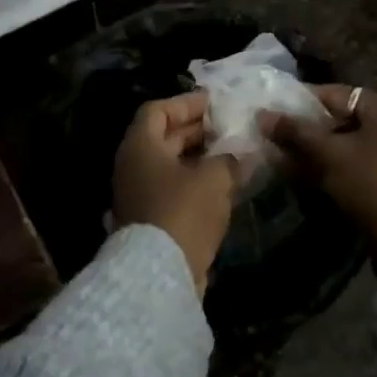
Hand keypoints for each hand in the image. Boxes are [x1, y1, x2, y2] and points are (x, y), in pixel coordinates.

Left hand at [111, 92, 241, 292]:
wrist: (159, 273)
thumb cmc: (183, 211)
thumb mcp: (214, 178)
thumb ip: (230, 159)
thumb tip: (242, 153)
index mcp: (140, 146)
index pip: (158, 110)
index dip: (186, 103)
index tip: (213, 102)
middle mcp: (133, 166)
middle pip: (163, 137)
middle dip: (196, 131)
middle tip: (228, 126)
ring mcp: (139, 194)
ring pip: (170, 166)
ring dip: (200, 158)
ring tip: (232, 154)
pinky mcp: (150, 220)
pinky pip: (174, 189)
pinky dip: (196, 183)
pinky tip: (224, 185)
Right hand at [264, 86, 376, 275]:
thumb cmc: (370, 184)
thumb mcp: (328, 155)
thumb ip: (296, 132)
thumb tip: (263, 115)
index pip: (339, 95)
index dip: (304, 103)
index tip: (277, 112)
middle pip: (349, 119)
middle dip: (314, 131)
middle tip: (283, 139)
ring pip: (358, 142)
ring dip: (327, 150)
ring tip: (295, 159)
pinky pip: (370, 160)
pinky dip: (346, 164)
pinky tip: (319, 176)